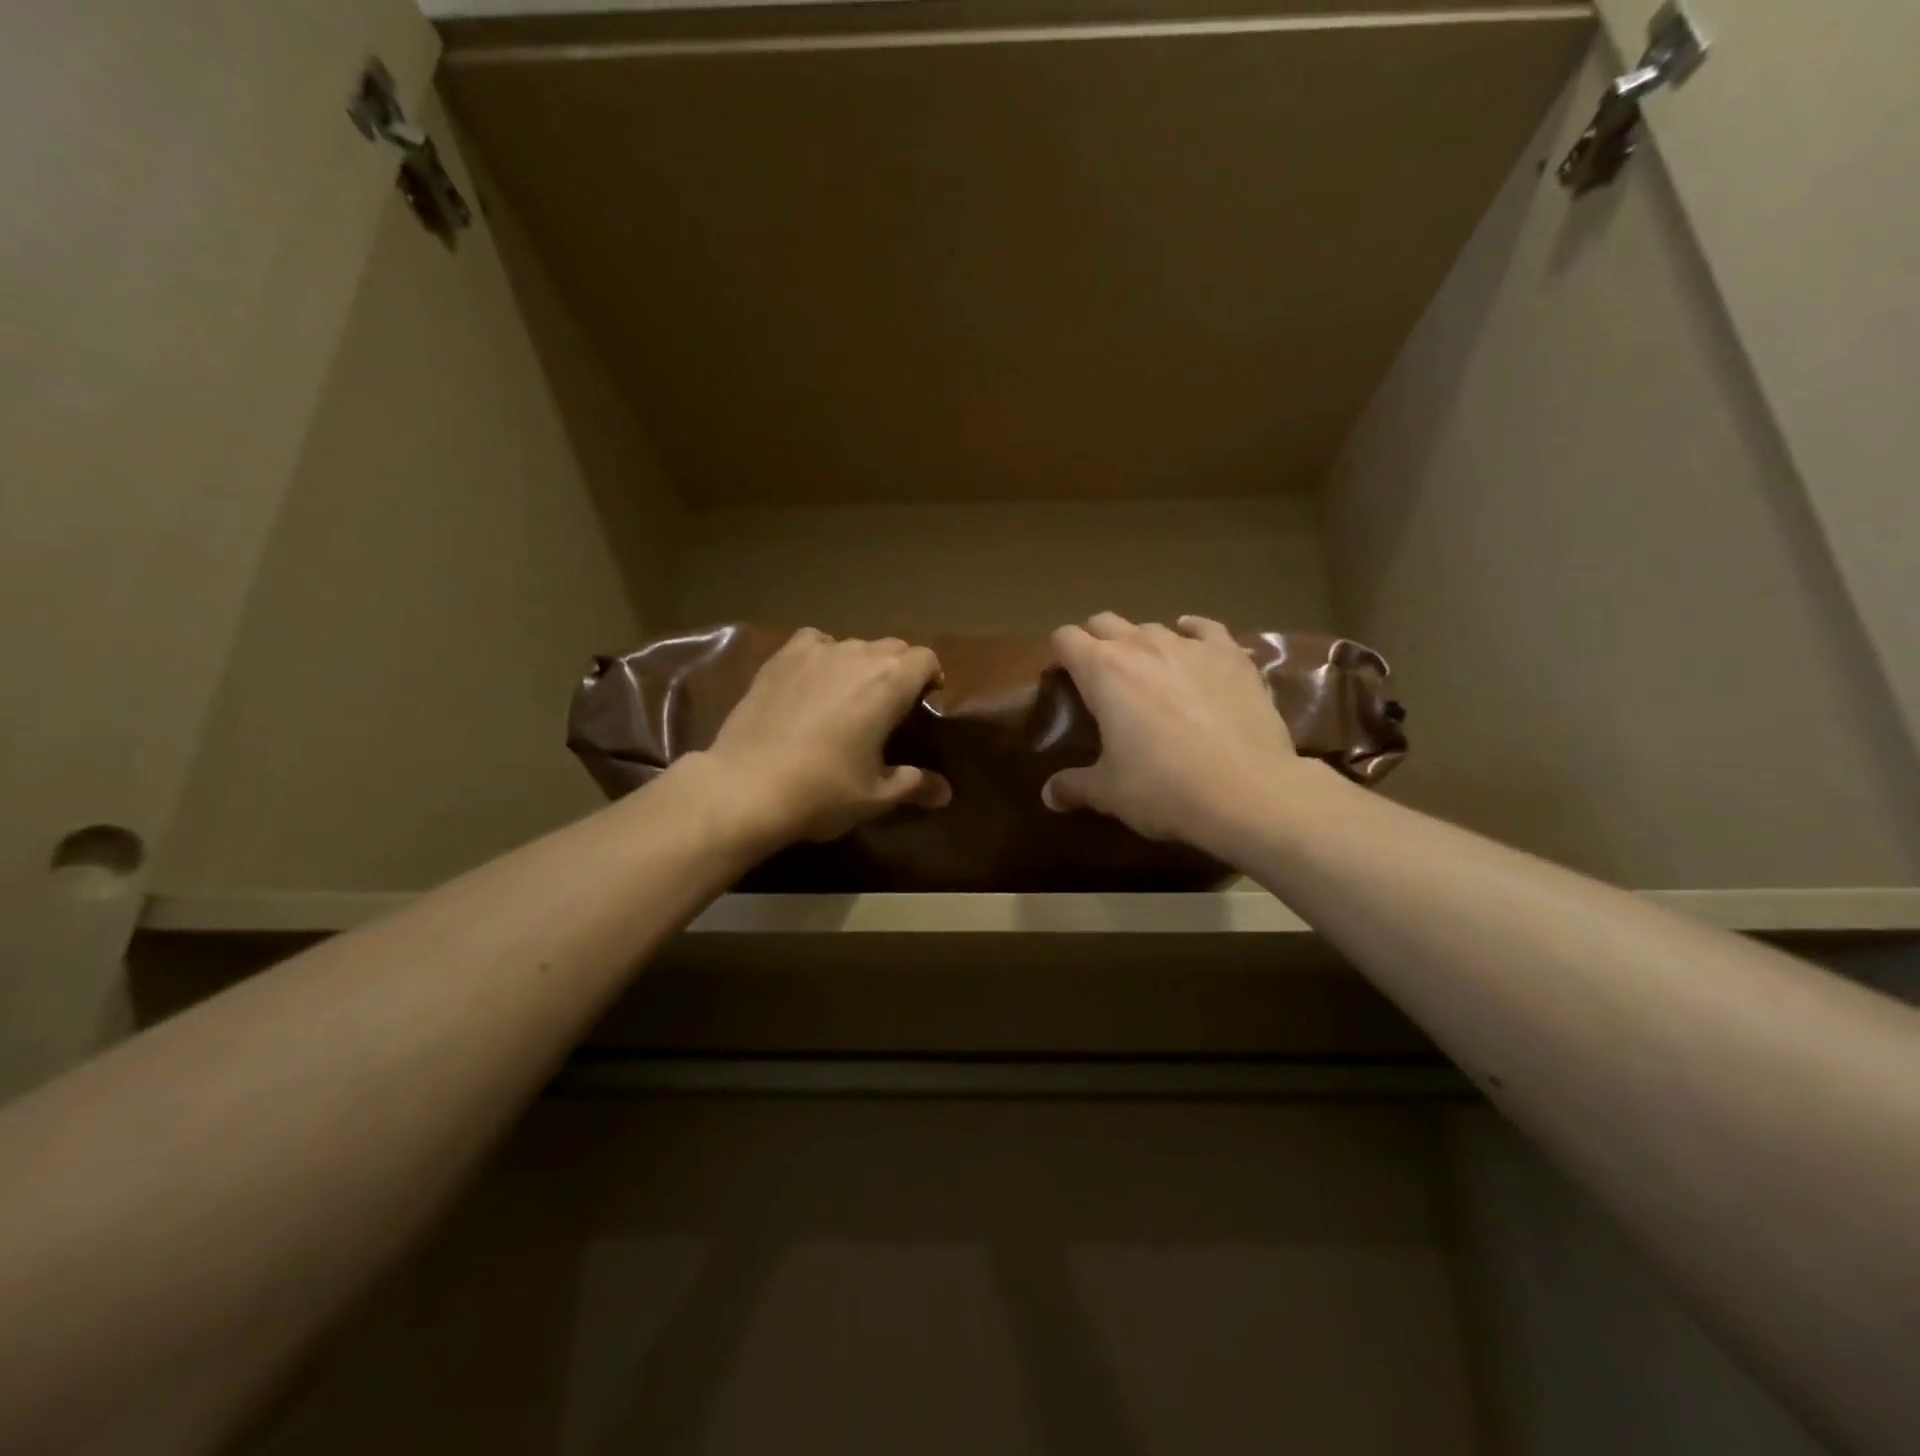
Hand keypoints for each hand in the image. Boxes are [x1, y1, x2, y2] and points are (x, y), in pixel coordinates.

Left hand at [696, 628, 950, 844]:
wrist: (746, 786)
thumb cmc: (822, 791)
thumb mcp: (876, 797)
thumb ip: (915, 785)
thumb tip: (946, 793)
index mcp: (889, 683)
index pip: (925, 658)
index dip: (930, 677)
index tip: (925, 702)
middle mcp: (856, 655)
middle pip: (892, 647)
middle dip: (898, 670)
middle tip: (890, 706)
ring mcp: (815, 652)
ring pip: (853, 644)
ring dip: (861, 664)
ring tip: (849, 696)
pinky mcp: (780, 658)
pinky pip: (813, 642)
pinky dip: (822, 654)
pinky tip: (813, 680)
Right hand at [1043, 613, 1306, 845]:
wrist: (1248, 792)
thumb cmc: (1163, 788)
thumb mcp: (1109, 793)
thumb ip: (1073, 786)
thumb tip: (1049, 795)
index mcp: (1102, 670)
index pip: (1065, 638)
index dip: (1059, 655)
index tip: (1062, 680)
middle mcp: (1142, 645)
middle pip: (1105, 622)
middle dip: (1095, 642)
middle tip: (1099, 679)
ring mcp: (1191, 646)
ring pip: (1153, 626)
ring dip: (1142, 643)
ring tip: (1148, 673)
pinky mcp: (1233, 655)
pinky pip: (1206, 629)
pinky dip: (1193, 633)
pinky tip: (1193, 646)